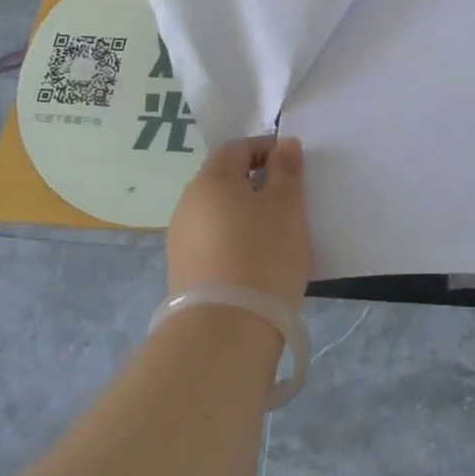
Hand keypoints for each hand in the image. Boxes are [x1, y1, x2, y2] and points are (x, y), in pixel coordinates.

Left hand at [166, 136, 312, 310]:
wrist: (225, 331)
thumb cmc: (263, 255)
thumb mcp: (287, 207)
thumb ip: (286, 171)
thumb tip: (284, 144)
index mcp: (211, 180)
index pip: (237, 148)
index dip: (267, 149)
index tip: (293, 166)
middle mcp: (188, 203)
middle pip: (224, 179)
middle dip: (257, 182)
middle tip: (289, 201)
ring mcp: (181, 239)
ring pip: (219, 212)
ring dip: (245, 213)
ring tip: (276, 234)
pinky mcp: (183, 271)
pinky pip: (213, 240)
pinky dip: (235, 239)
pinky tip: (256, 260)